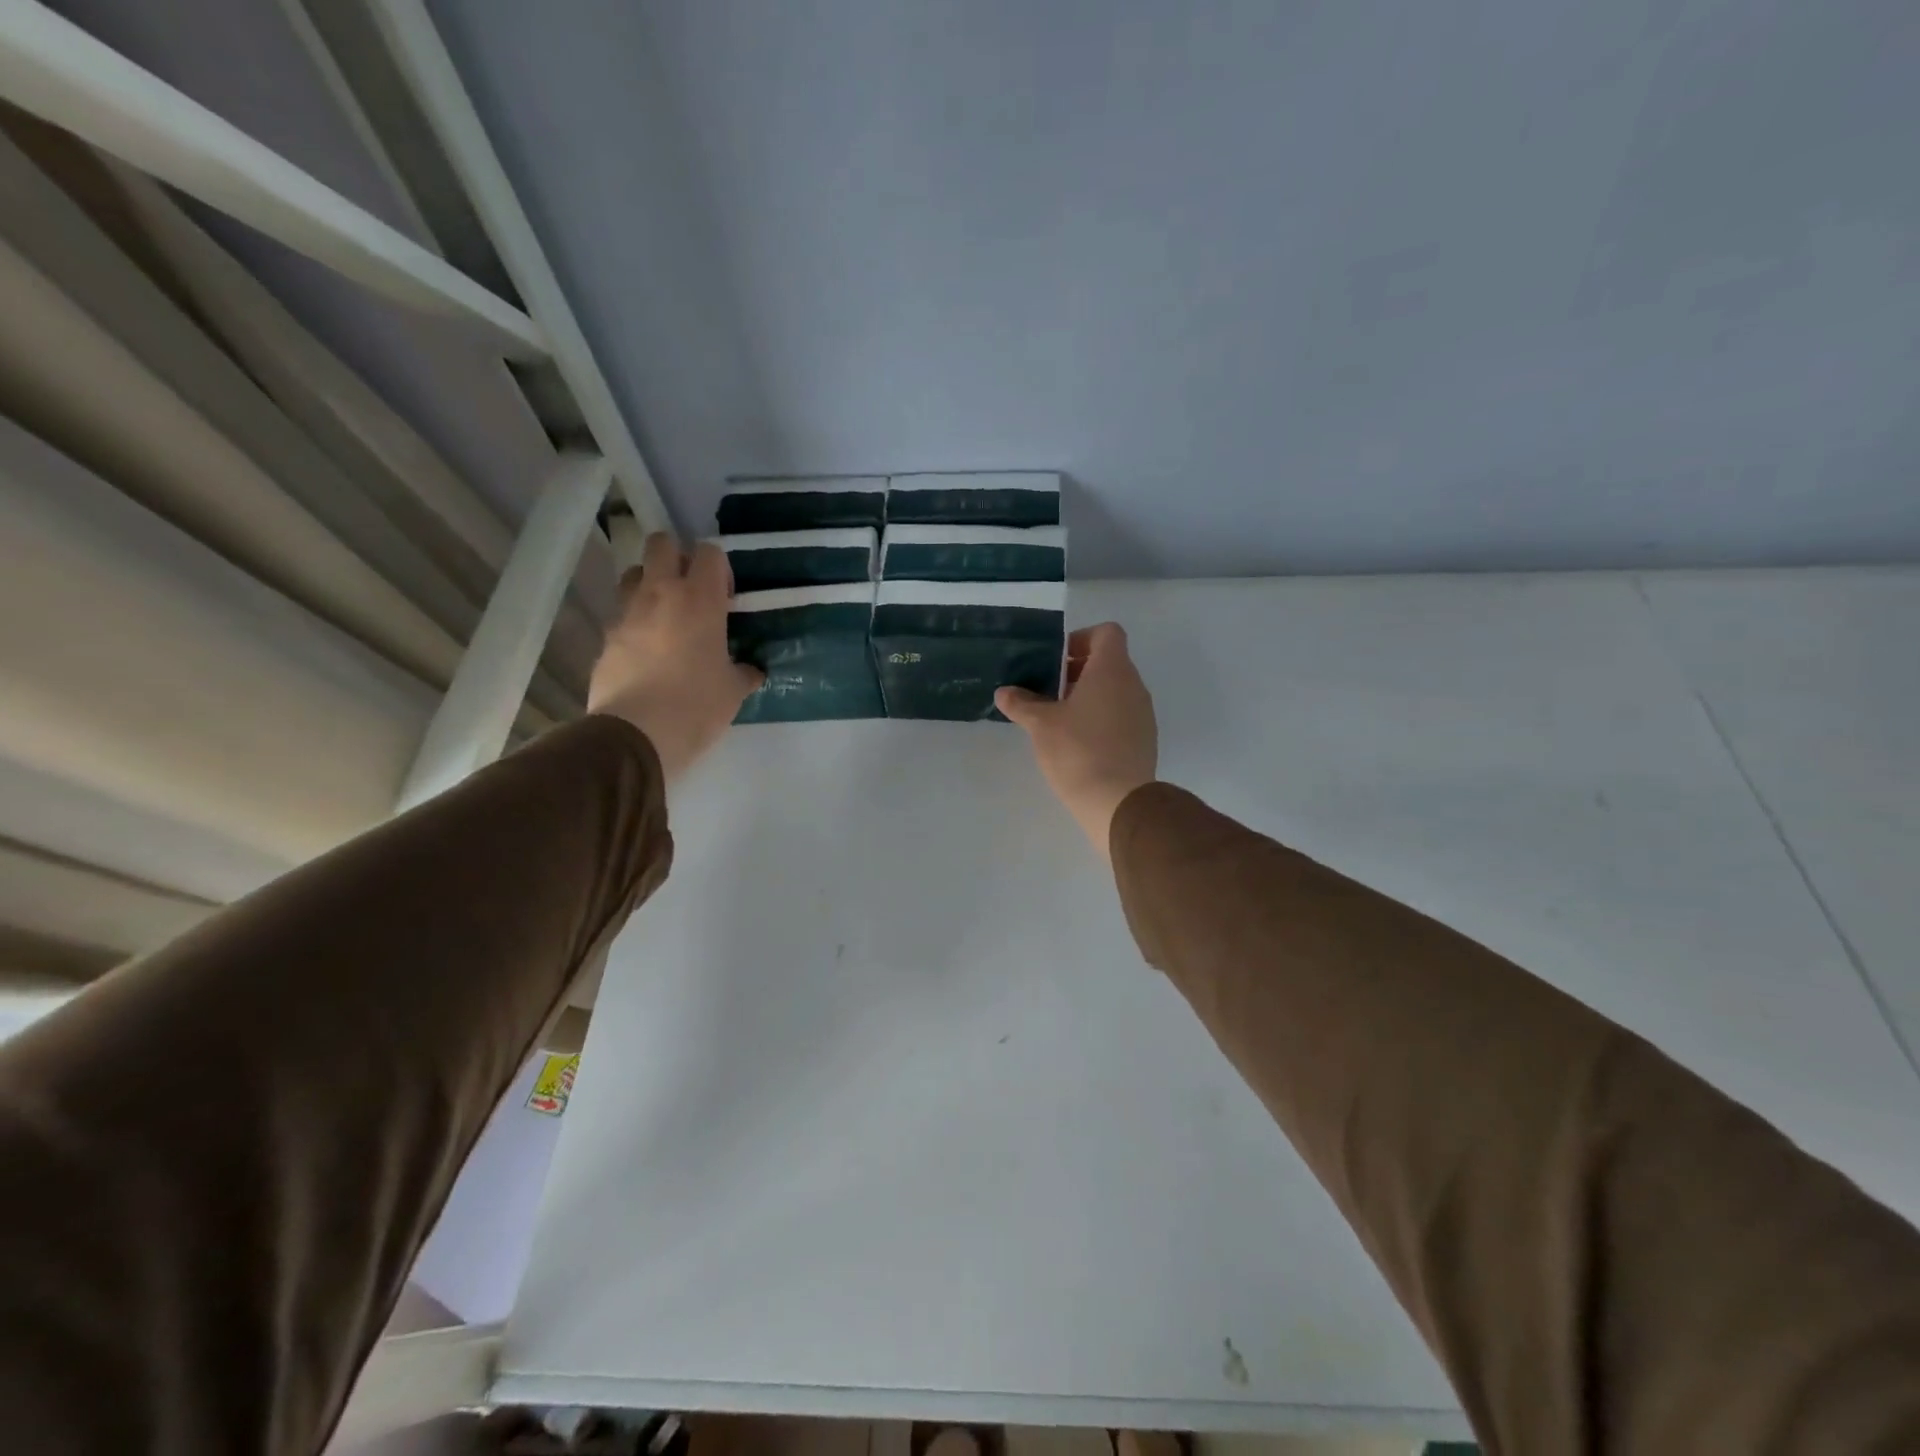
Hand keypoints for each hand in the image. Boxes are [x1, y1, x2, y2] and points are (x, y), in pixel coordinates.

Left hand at [588, 533, 762, 780]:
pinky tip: (647, 652)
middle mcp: (660, 594)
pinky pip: (621, 615)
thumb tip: (750, 670)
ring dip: (650, 585)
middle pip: (661, 544)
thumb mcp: (733, 691)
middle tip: (691, 591)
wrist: (637, 734)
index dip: (719, 568)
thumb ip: (743, 672)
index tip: (725, 597)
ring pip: (634, 574)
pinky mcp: (606, 638)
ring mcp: (627, 614)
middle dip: (676, 557)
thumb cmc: (697, 706)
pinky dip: (634, 623)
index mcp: (700, 600)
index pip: (709, 552)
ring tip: (665, 616)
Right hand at [995, 622, 1157, 858]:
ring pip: (1115, 690)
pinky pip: (1122, 714)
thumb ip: (1021, 703)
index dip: (1081, 639)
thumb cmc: (1077, 750)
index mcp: (1112, 670)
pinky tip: (1078, 743)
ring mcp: (1143, 713)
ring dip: (1089, 696)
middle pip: (1109, 661)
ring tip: (1060, 719)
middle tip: (1049, 691)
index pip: (1107, 633)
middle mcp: (1134, 684)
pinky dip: (1101, 717)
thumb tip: (1004, 693)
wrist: (1118, 801)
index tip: (1057, 661)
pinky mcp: (1144, 739)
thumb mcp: (1040, 724)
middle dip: (1078, 671)